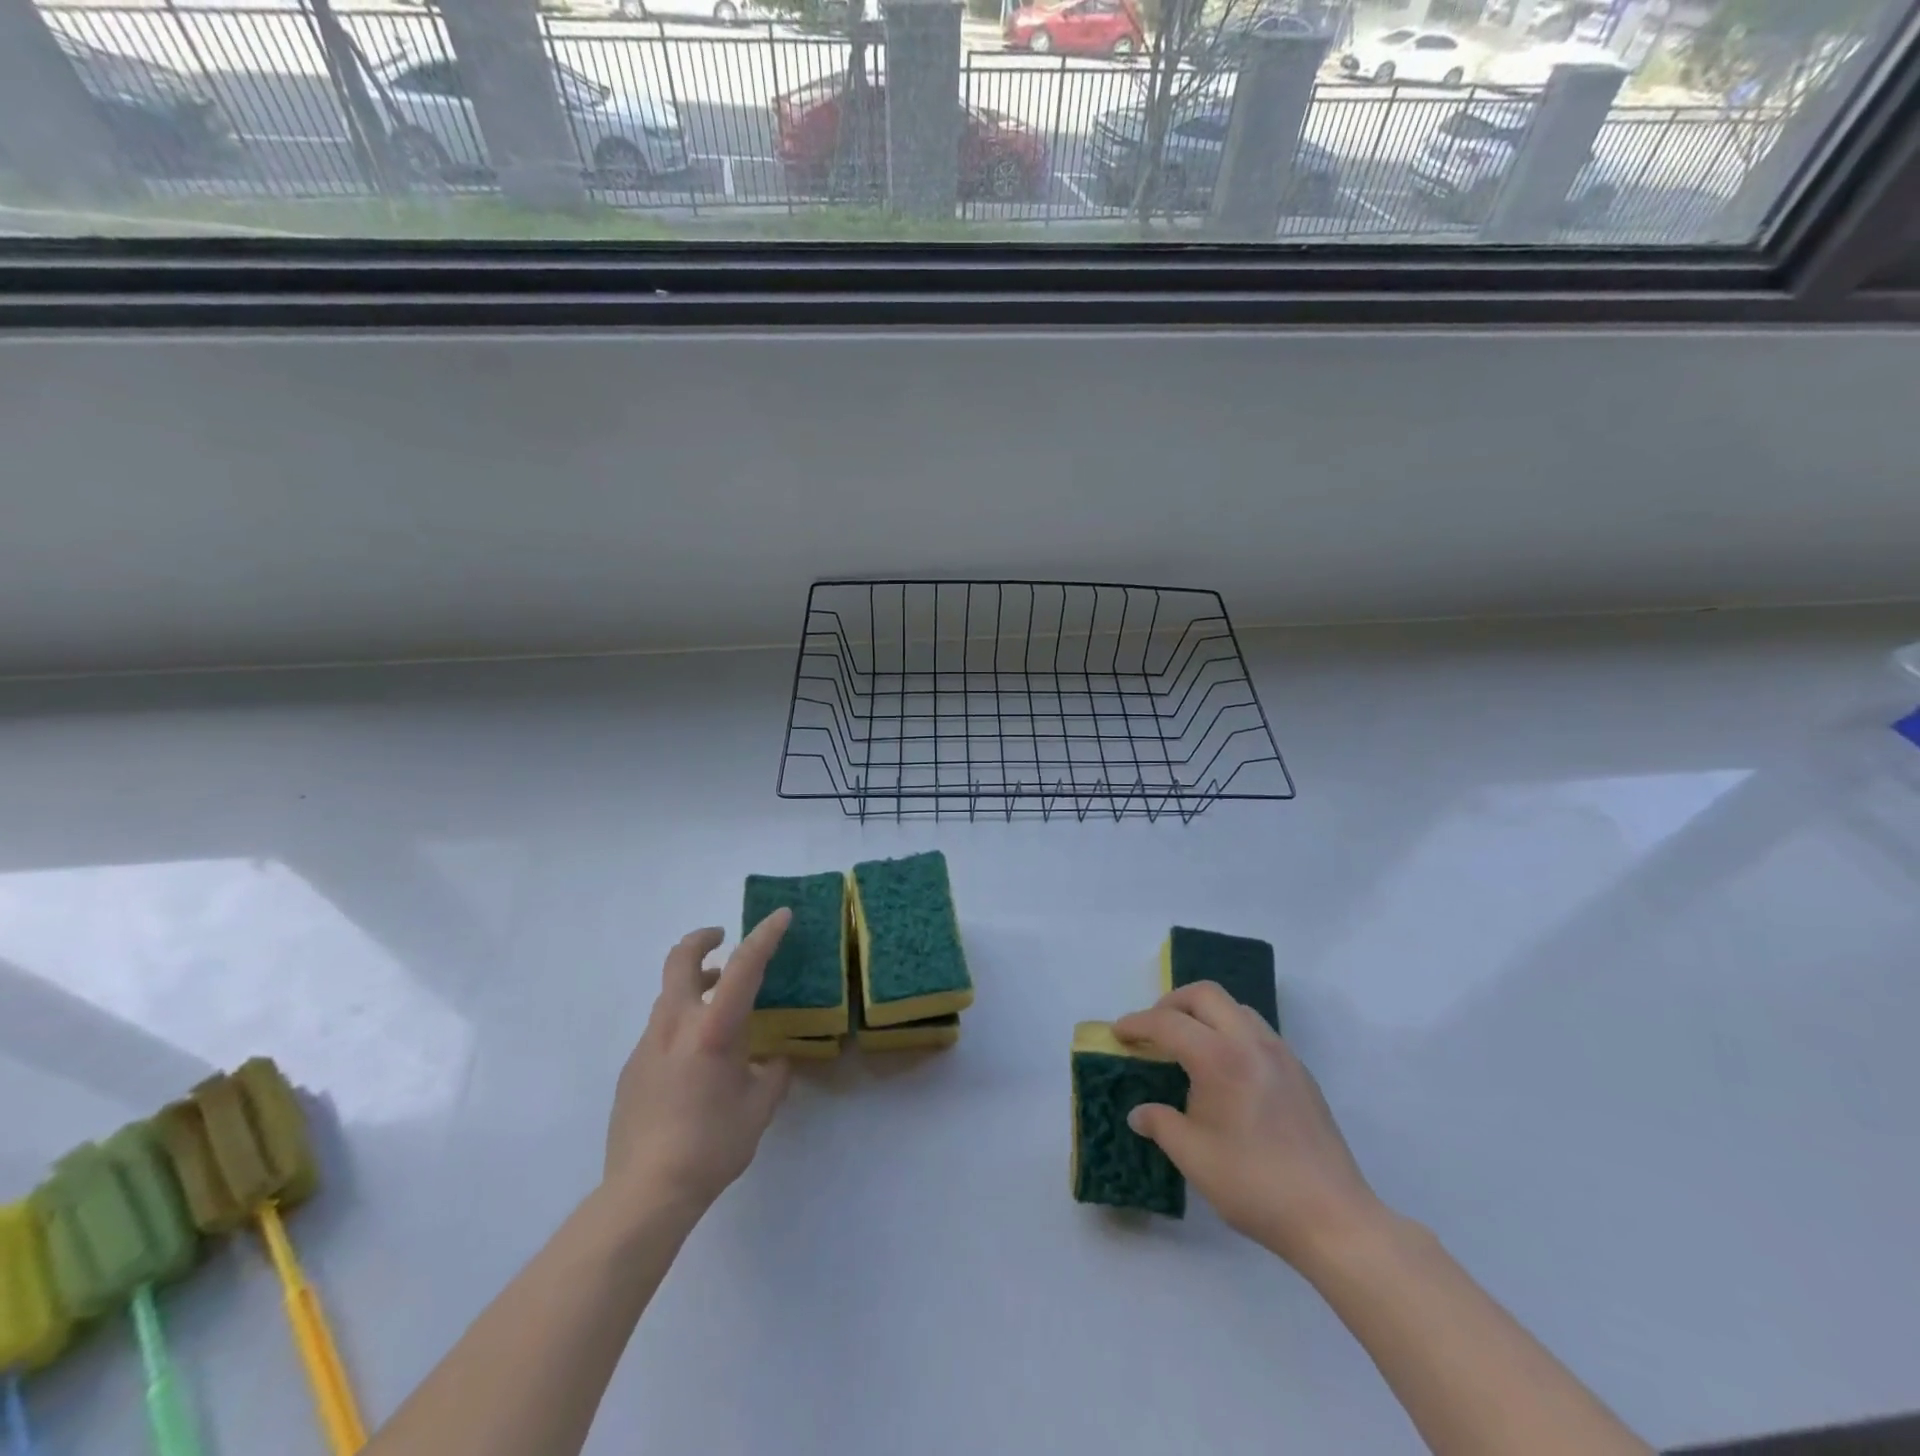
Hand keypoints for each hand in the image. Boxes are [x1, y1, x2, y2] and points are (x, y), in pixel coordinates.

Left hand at [601, 911, 793, 1220]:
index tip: (781, 915)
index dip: (765, 936)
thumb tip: (774, 1061)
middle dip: (701, 940)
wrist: (645, 1193)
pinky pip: (660, 1031)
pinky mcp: (631, 1069)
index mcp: (713, 1030)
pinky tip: (696, 1062)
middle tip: (721, 938)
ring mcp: (647, 1046)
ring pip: (669, 996)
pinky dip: (682, 1025)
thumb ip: (772, 1075)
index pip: (743, 967)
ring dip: (694, 986)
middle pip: (680, 961)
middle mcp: (675, 1026)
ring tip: (719, 1006)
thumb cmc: (712, 1146)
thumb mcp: (759, 1108)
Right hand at [1114, 983, 1384, 1266]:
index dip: (1138, 1024)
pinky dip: (1231, 1032)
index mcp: (1220, 1058)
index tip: (1119, 1033)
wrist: (1333, 1218)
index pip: (1168, 1023)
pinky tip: (1225, 1070)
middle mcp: (1251, 1042)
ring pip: (1235, 1008)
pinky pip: (1257, 1030)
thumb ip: (1160, 1124)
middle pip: (1205, 995)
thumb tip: (1140, 1113)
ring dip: (1205, 1014)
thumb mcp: (1193, 1157)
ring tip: (1189, 1045)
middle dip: (1172, 1003)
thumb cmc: (1255, 1185)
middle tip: (1153, 1030)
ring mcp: (1281, 1054)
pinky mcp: (1300, 1071)